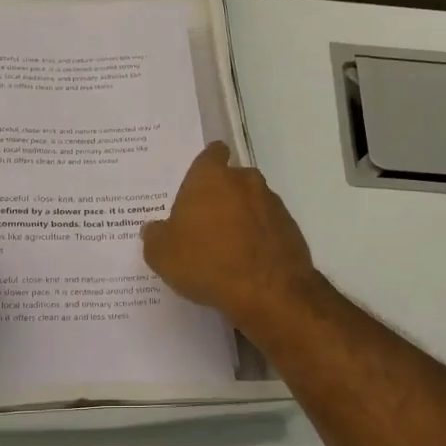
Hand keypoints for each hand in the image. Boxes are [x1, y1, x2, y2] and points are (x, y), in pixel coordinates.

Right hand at [142, 142, 319, 335]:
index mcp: (210, 178)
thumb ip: (155, 236)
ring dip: (242, 218)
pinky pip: (268, 227)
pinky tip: (248, 263)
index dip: (205, 165)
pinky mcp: (291, 229)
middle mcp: (245, 181)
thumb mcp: (162, 255)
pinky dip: (259, 238)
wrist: (268, 292)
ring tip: (227, 249)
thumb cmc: (206, 262)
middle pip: (232, 180)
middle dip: (221, 196)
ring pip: (252, 203)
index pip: (211, 154)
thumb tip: (155, 229)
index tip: (197, 184)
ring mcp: (273, 204)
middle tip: (204, 224)